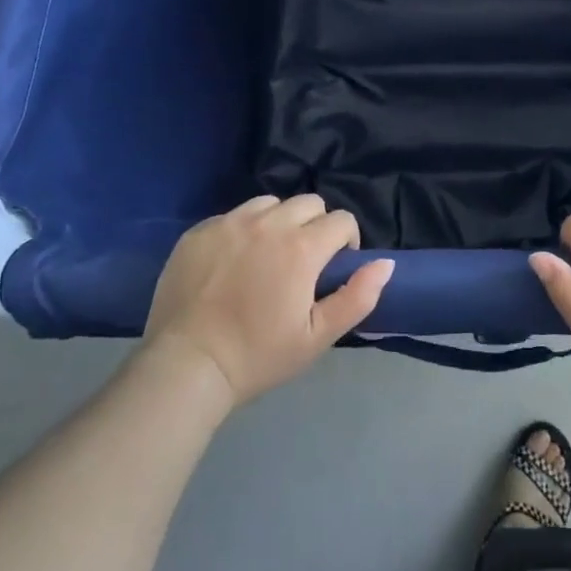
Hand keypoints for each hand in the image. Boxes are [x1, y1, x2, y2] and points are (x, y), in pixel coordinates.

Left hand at [143, 194, 393, 408]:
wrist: (185, 367)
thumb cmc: (258, 355)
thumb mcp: (317, 337)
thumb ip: (357, 297)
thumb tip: (385, 264)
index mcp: (301, 247)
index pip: (341, 220)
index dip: (346, 242)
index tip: (333, 269)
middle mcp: (268, 223)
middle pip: (309, 203)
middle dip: (315, 226)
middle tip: (302, 263)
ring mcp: (230, 223)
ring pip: (270, 203)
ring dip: (279, 222)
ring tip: (267, 256)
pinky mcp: (199, 231)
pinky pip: (233, 215)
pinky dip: (242, 230)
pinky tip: (232, 263)